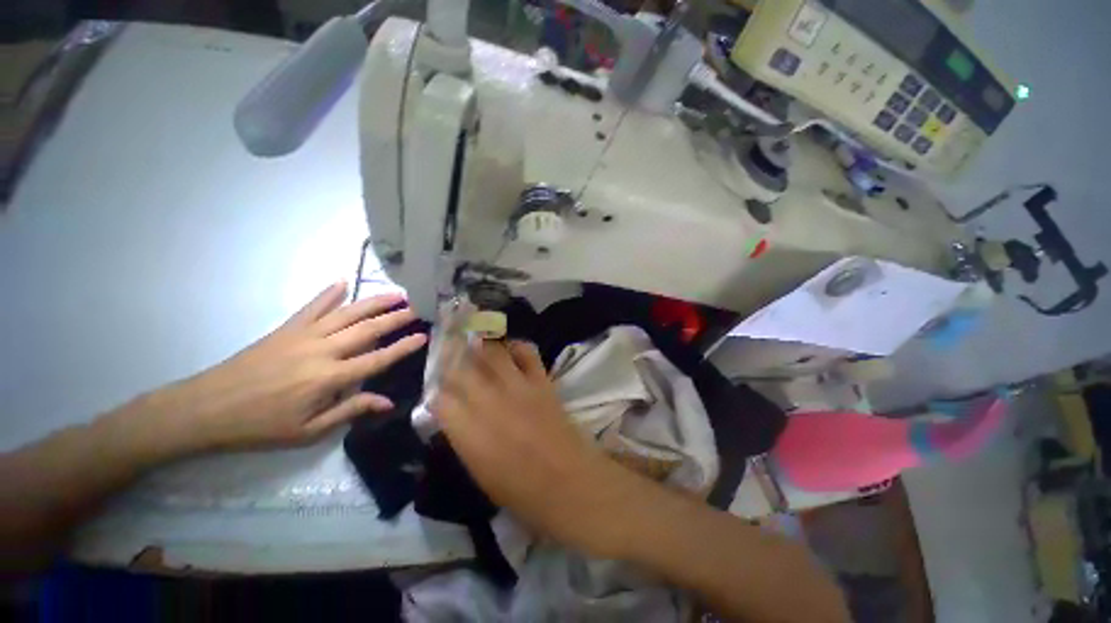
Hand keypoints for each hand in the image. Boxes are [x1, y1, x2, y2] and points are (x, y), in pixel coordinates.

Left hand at [122, 282, 425, 460]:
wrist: (206, 409)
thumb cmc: (260, 426)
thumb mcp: (308, 430)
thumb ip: (350, 411)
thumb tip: (387, 401)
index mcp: (330, 377)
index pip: (378, 358)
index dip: (403, 347)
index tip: (423, 336)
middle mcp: (323, 350)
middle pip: (368, 329)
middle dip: (396, 317)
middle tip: (418, 307)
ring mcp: (304, 335)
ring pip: (347, 313)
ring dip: (374, 302)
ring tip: (396, 294)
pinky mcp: (287, 329)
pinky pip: (312, 307)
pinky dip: (329, 293)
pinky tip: (343, 281)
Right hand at [432, 340, 647, 559]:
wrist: (571, 484)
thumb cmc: (522, 492)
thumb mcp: (479, 472)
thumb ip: (463, 438)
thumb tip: (453, 414)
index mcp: (469, 434)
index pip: (440, 398)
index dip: (437, 389)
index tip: (439, 386)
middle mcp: (489, 403)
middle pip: (462, 367)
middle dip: (452, 357)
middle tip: (451, 351)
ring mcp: (518, 387)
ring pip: (492, 352)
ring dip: (481, 345)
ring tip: (475, 341)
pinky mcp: (541, 381)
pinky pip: (527, 352)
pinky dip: (516, 347)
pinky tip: (510, 350)